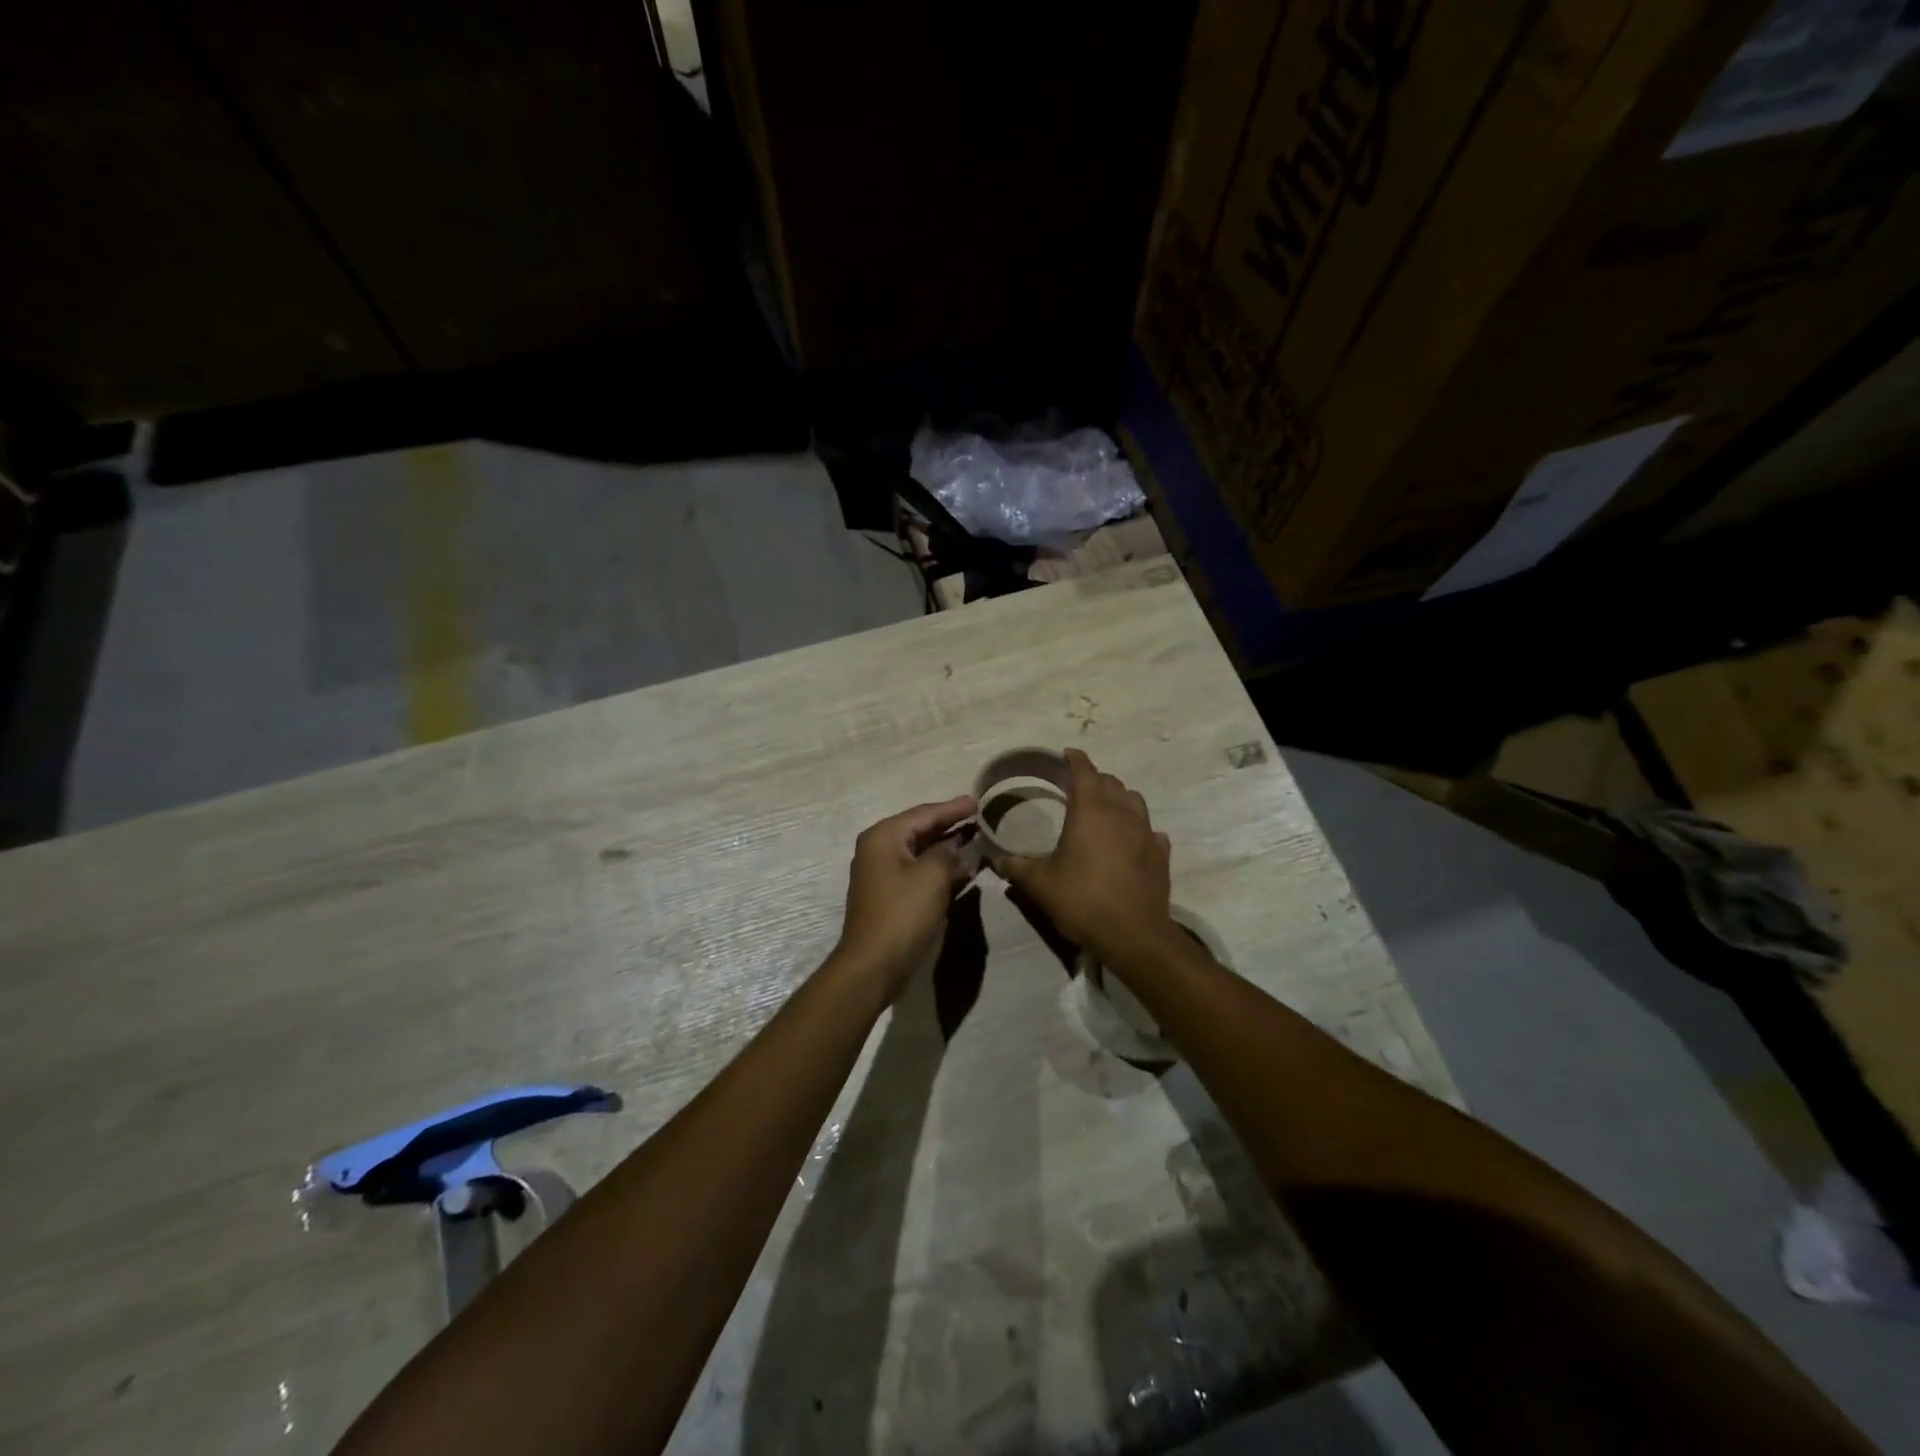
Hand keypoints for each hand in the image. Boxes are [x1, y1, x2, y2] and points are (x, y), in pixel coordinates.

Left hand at [833, 796, 977, 993]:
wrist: (874, 965)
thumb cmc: (903, 913)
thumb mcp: (933, 876)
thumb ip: (949, 854)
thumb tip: (960, 847)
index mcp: (884, 836)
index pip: (925, 813)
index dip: (953, 808)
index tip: (979, 802)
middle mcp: (879, 849)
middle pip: (921, 829)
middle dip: (951, 825)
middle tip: (981, 818)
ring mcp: (883, 873)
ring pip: (921, 852)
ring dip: (948, 847)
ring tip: (977, 840)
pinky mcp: (890, 895)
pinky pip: (919, 871)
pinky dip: (940, 868)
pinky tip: (963, 868)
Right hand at [988, 748, 1172, 961]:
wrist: (1133, 935)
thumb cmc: (1082, 900)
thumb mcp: (1040, 884)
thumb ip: (1017, 867)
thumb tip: (996, 859)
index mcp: (1091, 811)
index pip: (1084, 771)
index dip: (1075, 759)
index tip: (1067, 754)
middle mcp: (1122, 813)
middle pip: (1111, 782)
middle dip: (1095, 779)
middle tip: (1079, 787)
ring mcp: (1146, 832)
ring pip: (1135, 801)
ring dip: (1119, 799)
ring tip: (1105, 810)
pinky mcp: (1161, 854)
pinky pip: (1151, 830)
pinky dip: (1139, 829)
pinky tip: (1131, 842)